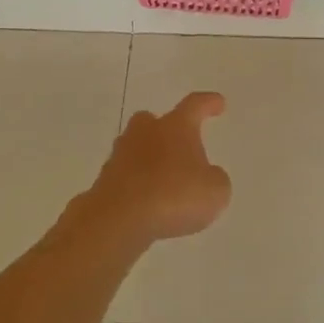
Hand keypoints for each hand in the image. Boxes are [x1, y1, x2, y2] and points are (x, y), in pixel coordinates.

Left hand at [85, 92, 231, 243]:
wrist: (119, 219)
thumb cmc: (174, 196)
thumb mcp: (215, 191)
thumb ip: (215, 179)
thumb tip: (207, 176)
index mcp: (175, 127)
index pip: (195, 106)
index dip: (208, 103)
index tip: (218, 103)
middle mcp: (145, 133)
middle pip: (153, 121)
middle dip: (165, 130)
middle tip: (179, 145)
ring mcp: (120, 156)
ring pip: (137, 149)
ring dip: (150, 160)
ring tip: (166, 181)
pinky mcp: (105, 181)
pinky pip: (126, 177)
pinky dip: (138, 185)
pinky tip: (149, 203)